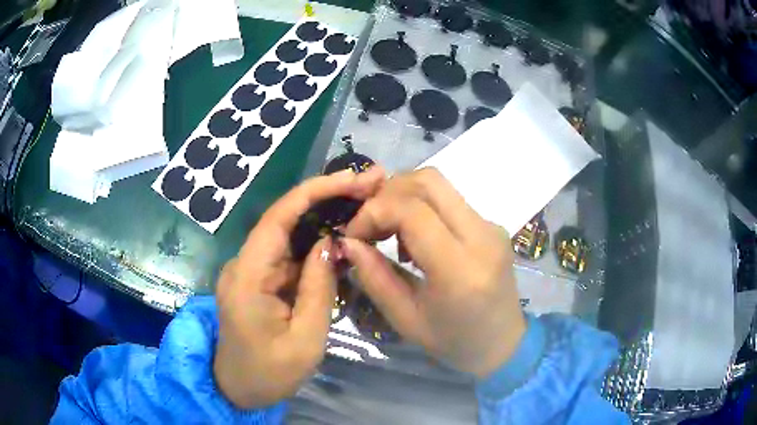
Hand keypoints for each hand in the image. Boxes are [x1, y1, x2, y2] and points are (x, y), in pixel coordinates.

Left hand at [214, 167, 384, 408]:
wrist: (239, 389)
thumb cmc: (270, 373)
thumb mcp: (305, 340)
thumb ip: (319, 289)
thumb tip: (333, 243)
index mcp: (248, 276)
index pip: (278, 218)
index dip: (315, 191)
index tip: (352, 179)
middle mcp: (245, 263)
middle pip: (285, 217)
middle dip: (327, 196)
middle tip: (370, 184)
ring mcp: (252, 270)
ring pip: (290, 233)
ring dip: (326, 216)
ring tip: (365, 203)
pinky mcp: (261, 279)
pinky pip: (291, 254)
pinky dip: (318, 243)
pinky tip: (345, 235)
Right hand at [343, 168, 525, 378]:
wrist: (503, 343)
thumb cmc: (454, 341)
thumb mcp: (405, 319)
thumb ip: (374, 277)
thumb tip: (348, 241)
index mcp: (460, 270)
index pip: (412, 211)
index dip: (374, 212)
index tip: (354, 233)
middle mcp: (482, 237)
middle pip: (429, 182)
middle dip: (388, 193)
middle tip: (369, 224)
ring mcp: (491, 227)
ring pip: (439, 185)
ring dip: (404, 198)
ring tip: (390, 233)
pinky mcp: (492, 225)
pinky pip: (450, 200)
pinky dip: (422, 207)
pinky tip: (415, 238)